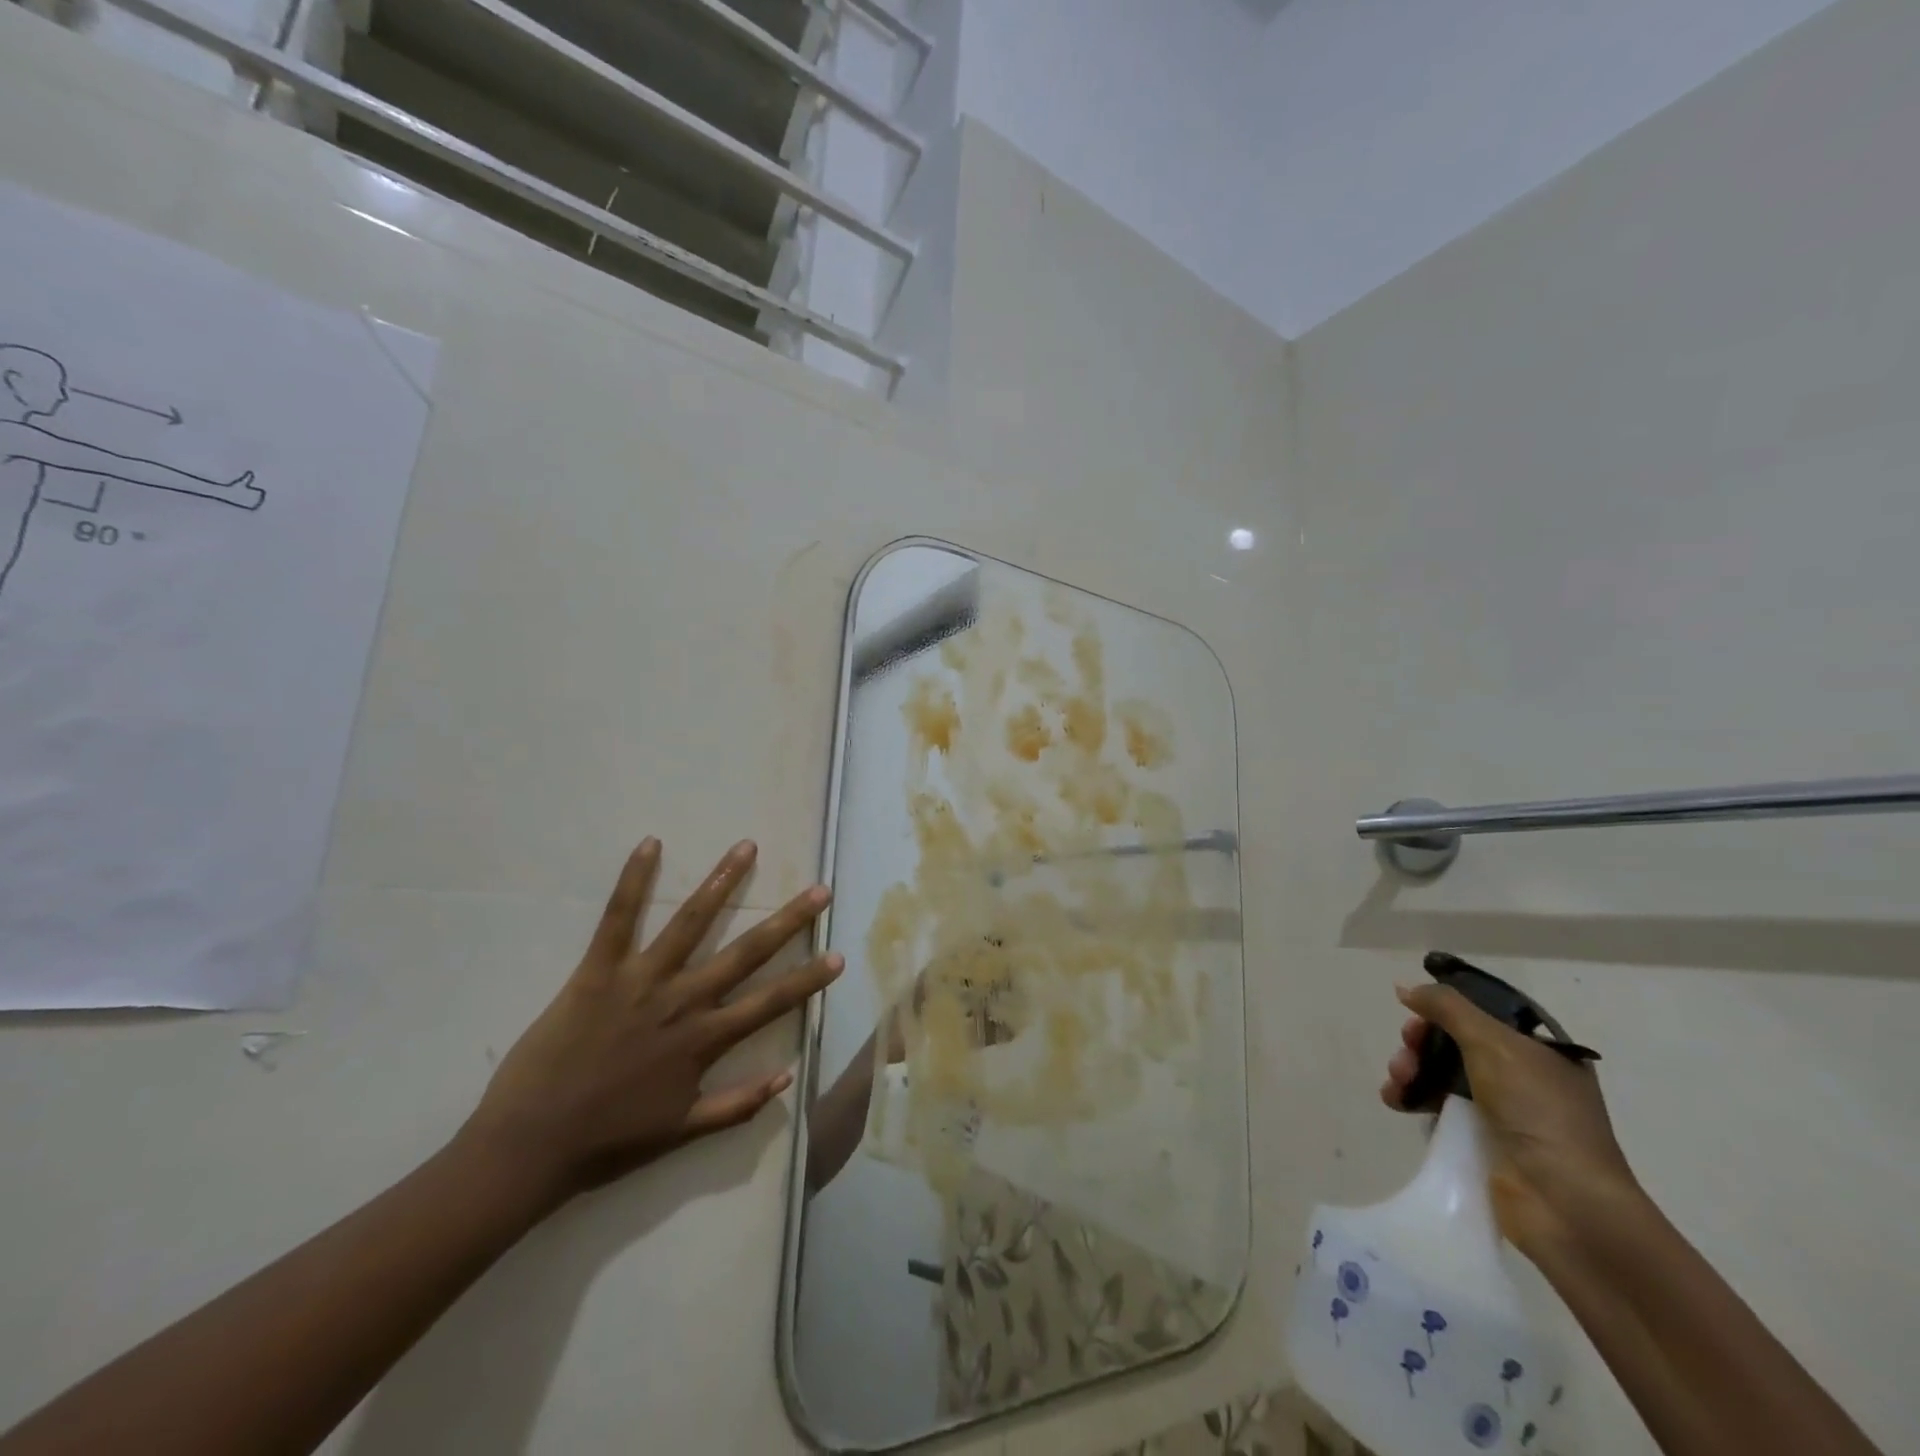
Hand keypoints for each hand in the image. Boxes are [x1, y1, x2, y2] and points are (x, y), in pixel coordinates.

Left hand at [460, 837, 841, 1207]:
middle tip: (819, 890)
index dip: (807, 980)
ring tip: (747, 848)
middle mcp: (682, 1002)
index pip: (770, 1002)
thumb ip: (737, 1105)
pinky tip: (651, 844)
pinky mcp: (598, 971)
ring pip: (691, 923)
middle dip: (787, 920)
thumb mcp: (681, 1132)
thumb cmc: (607, 1141)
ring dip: (723, 882)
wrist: (529, 1145)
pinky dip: (634, 880)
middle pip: (745, 953)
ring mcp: (641, 981)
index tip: (839, 956)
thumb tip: (788, 1077)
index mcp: (703, 1040)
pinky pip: (618, 918)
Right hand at [1382, 982, 1641, 1257]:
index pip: (1483, 1015)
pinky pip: (1439, 1110)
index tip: (1416, 1015)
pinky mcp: (1483, 1144)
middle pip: (1455, 1044)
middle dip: (1421, 1043)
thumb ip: (1447, 1008)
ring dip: (1411, 1071)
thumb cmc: (1538, 1111)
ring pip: (1442, 1076)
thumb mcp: (1493, 1043)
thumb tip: (1406, 988)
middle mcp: (1526, 1079)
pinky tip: (1397, 1101)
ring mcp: (1505, 1114)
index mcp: (1542, 1052)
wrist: (1565, 1203)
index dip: (1445, 1011)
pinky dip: (1414, 1100)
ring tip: (1396, 1083)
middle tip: (1406, 1051)